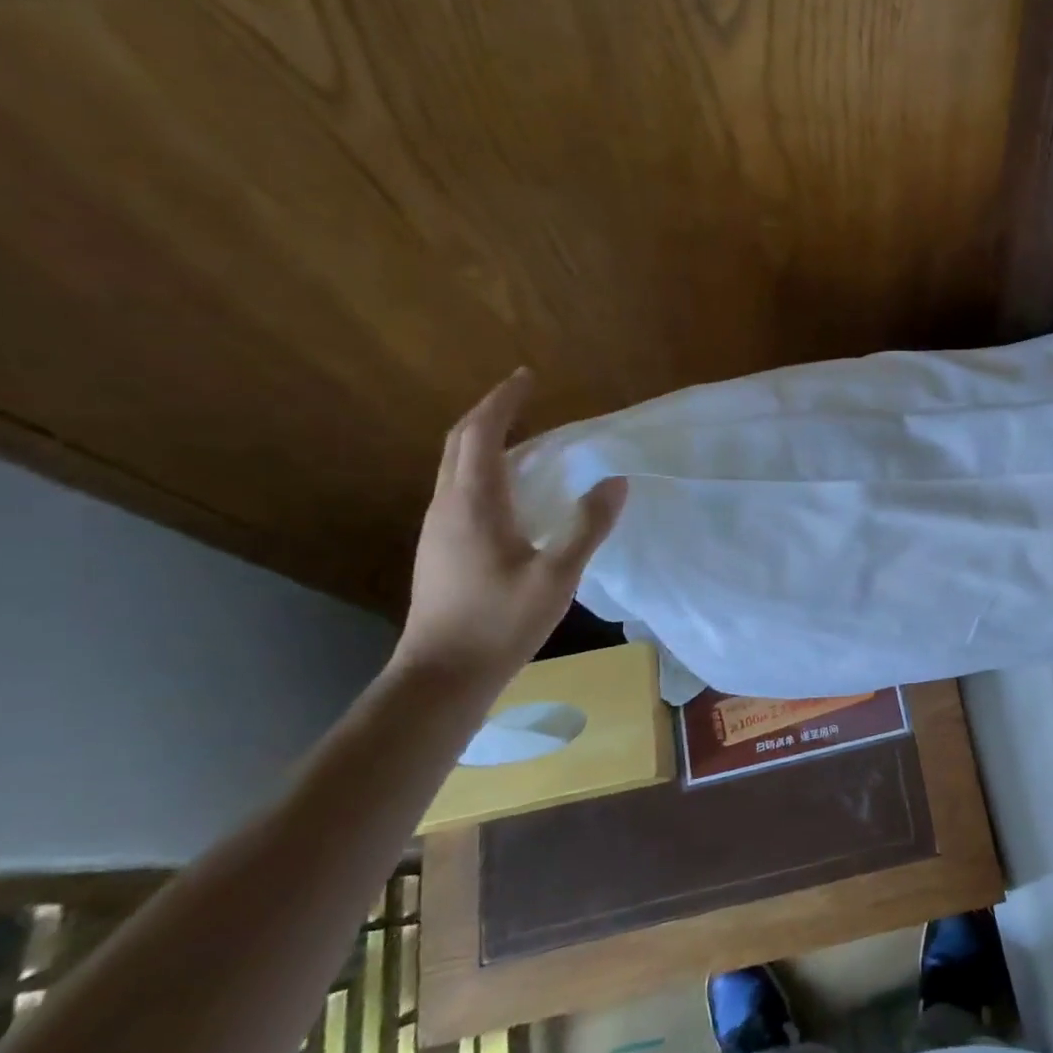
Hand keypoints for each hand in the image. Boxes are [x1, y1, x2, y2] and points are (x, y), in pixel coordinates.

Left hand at [395, 370, 625, 678]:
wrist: (442, 675)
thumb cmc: (500, 623)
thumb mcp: (556, 576)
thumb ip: (587, 526)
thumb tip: (616, 482)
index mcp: (472, 504)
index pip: (481, 433)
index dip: (503, 401)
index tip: (528, 377)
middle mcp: (447, 506)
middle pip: (460, 443)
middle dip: (490, 413)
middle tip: (524, 398)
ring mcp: (437, 529)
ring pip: (456, 467)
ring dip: (485, 441)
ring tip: (525, 437)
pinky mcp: (440, 548)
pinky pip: (459, 489)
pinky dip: (484, 470)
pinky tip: (512, 492)